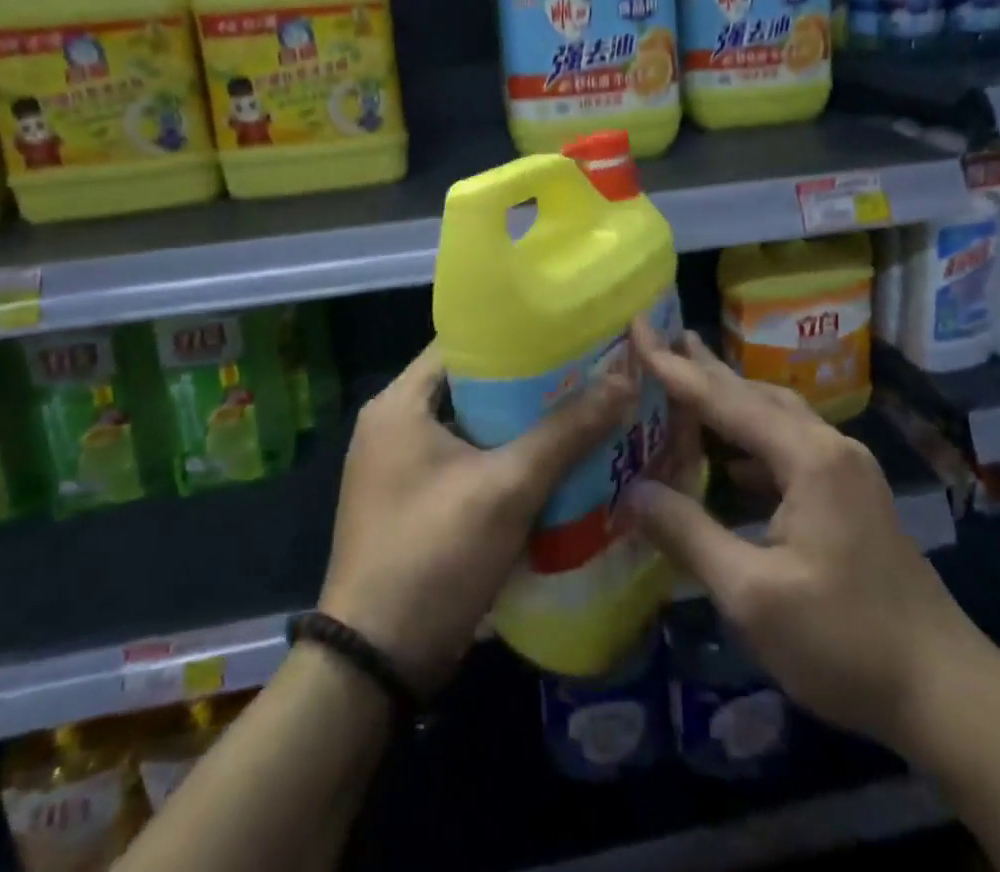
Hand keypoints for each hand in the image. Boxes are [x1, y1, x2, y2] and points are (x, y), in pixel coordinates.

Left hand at [318, 342, 635, 696]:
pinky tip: (557, 464)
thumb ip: (566, 431)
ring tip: (584, 410)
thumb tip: (625, 380)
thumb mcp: (507, 487)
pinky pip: (469, 464)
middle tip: (588, 372)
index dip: (517, 333)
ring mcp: (402, 470)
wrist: (375, 666)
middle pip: (473, 385)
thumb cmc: (433, 554)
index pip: (463, 343)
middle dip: (530, 382)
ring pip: (475, 427)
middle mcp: (394, 426)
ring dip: (523, 425)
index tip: (570, 332)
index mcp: (399, 403)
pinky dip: (507, 461)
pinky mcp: (416, 506)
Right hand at [622, 326, 991, 761]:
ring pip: (776, 416)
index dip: (676, 369)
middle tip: (662, 337)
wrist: (946, 691)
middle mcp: (830, 446)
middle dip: (705, 368)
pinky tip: (731, 458)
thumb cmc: (845, 641)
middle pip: (756, 394)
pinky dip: (752, 438)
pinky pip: (790, 445)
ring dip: (732, 399)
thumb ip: (689, 534)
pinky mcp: (852, 495)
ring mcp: (847, 469)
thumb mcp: (752, 595)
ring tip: (690, 381)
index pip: (726, 400)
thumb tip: (634, 490)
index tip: (638, 331)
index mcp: (808, 456)